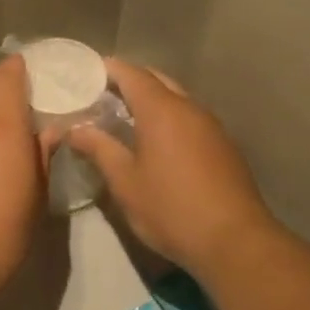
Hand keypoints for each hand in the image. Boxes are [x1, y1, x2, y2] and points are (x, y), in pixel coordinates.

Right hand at [67, 60, 276, 278]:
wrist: (234, 240)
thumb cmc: (170, 208)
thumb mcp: (125, 182)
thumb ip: (99, 148)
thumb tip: (75, 129)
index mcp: (162, 110)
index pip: (132, 74)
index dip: (108, 69)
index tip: (85, 73)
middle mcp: (190, 108)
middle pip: (157, 81)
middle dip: (130, 82)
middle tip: (102, 96)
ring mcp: (211, 126)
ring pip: (177, 100)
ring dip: (152, 102)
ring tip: (125, 118)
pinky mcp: (223, 146)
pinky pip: (190, 119)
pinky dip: (169, 119)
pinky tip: (157, 143)